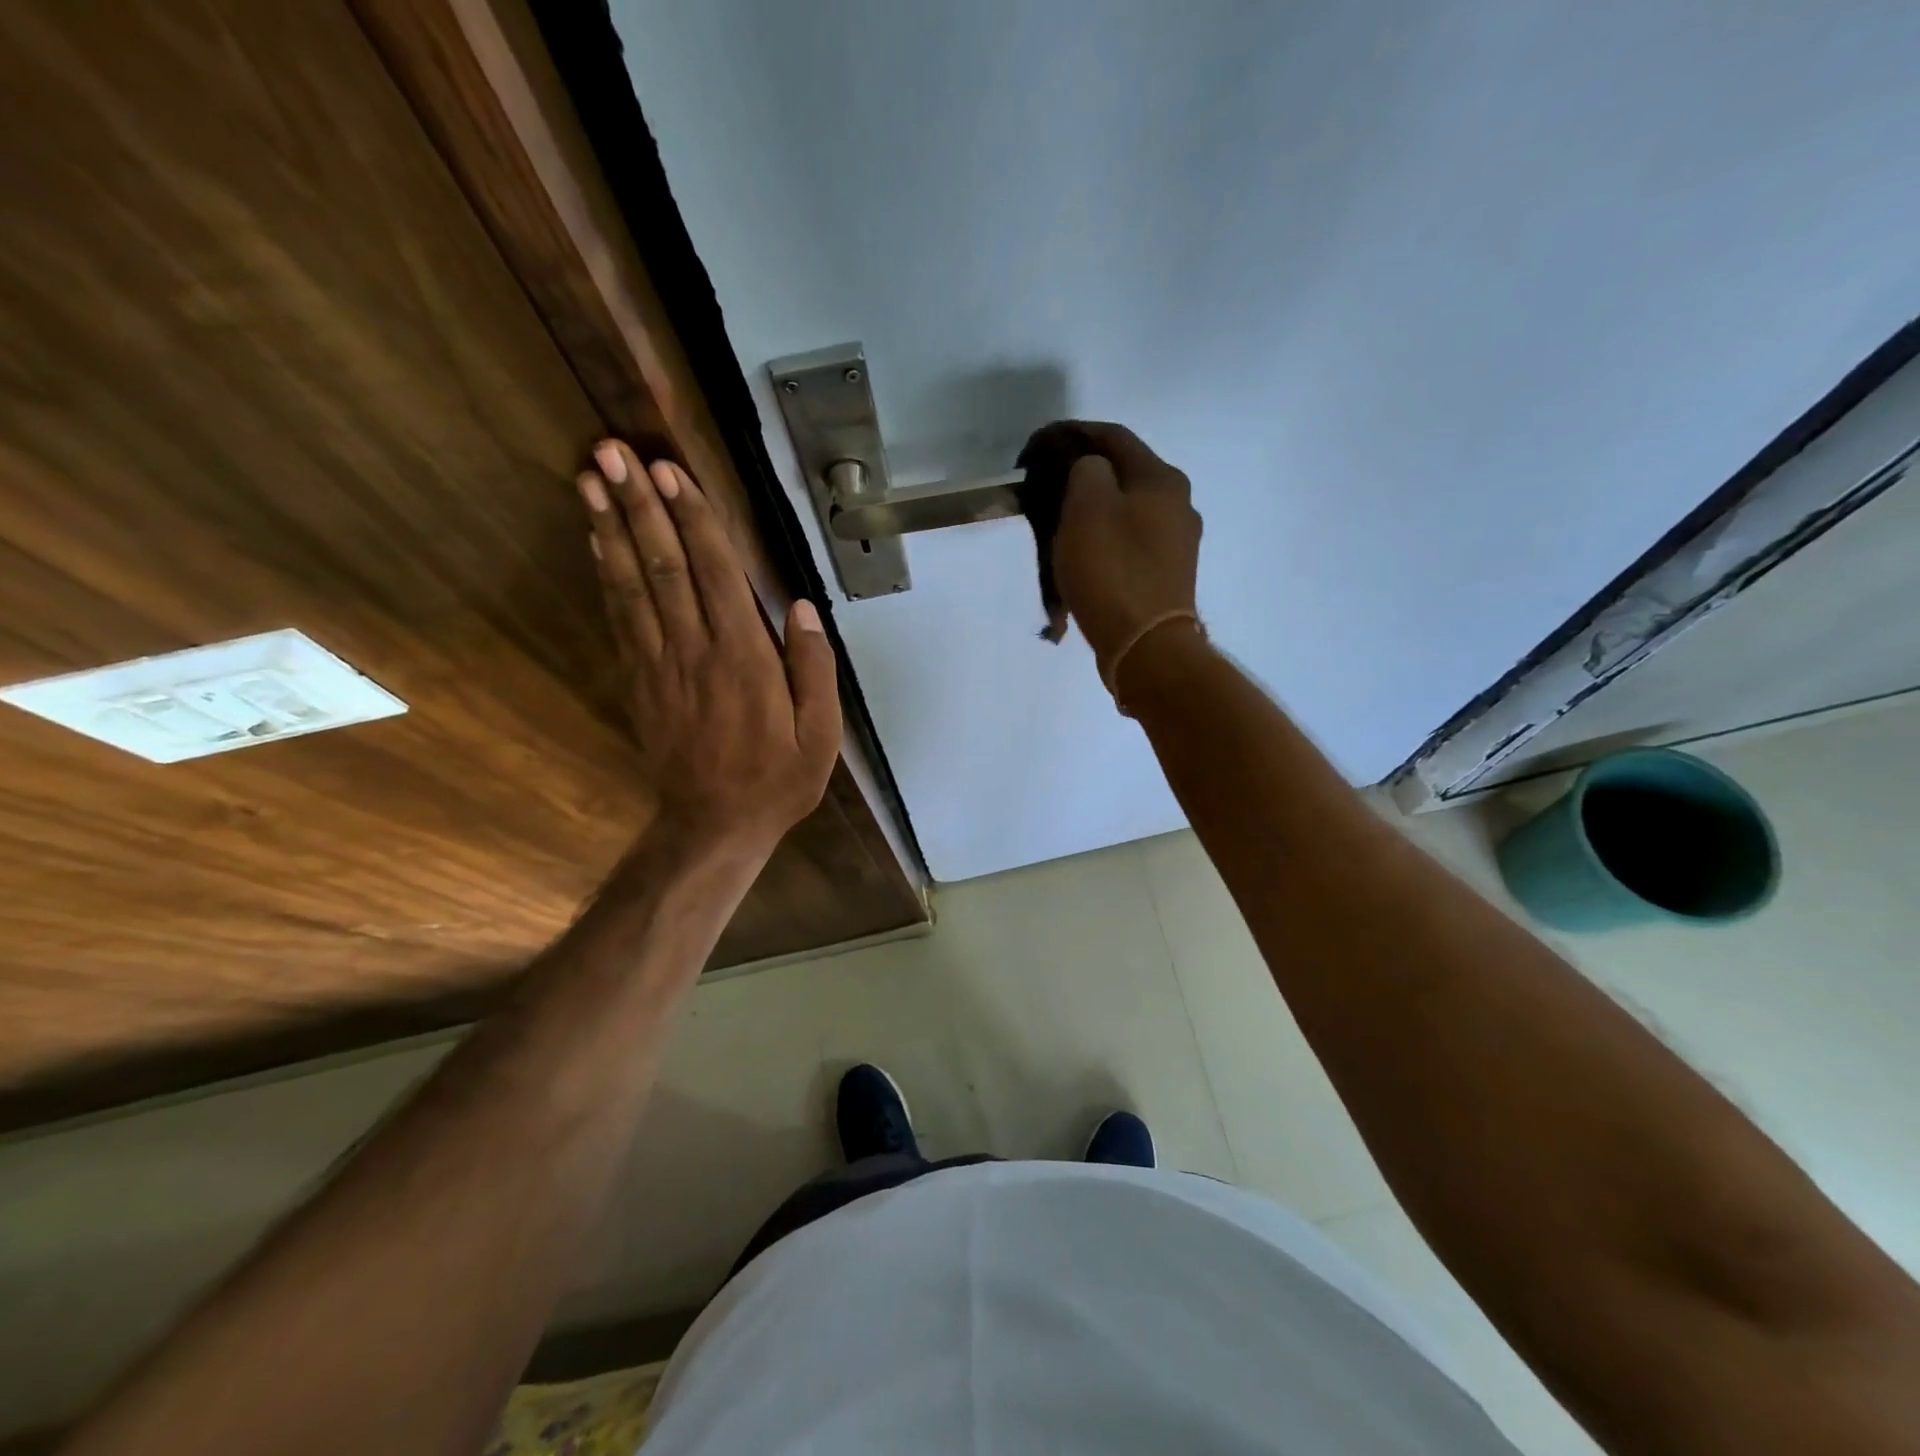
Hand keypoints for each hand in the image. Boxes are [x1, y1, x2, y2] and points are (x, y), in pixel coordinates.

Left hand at [579, 440, 840, 856]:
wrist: (714, 825)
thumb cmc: (777, 780)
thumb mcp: (821, 735)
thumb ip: (814, 669)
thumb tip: (798, 607)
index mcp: (745, 658)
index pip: (716, 573)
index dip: (692, 520)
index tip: (670, 472)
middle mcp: (696, 649)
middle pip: (664, 565)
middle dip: (639, 505)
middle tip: (611, 451)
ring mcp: (660, 663)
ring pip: (632, 583)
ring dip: (611, 527)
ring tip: (590, 478)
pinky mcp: (640, 679)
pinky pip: (620, 617)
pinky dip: (605, 574)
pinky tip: (595, 541)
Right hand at [1051, 422, 1203, 689]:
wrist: (1145, 645)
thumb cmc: (1112, 570)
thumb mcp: (1087, 507)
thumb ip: (1086, 472)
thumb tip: (1091, 470)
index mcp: (1161, 479)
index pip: (1114, 437)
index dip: (1075, 433)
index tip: (1041, 444)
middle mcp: (1178, 504)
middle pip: (1123, 477)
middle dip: (1083, 478)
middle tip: (1047, 489)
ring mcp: (1177, 544)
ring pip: (1125, 514)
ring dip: (1092, 515)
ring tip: (1059, 529)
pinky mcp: (1168, 576)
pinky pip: (1129, 548)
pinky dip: (1103, 546)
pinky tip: (1082, 562)